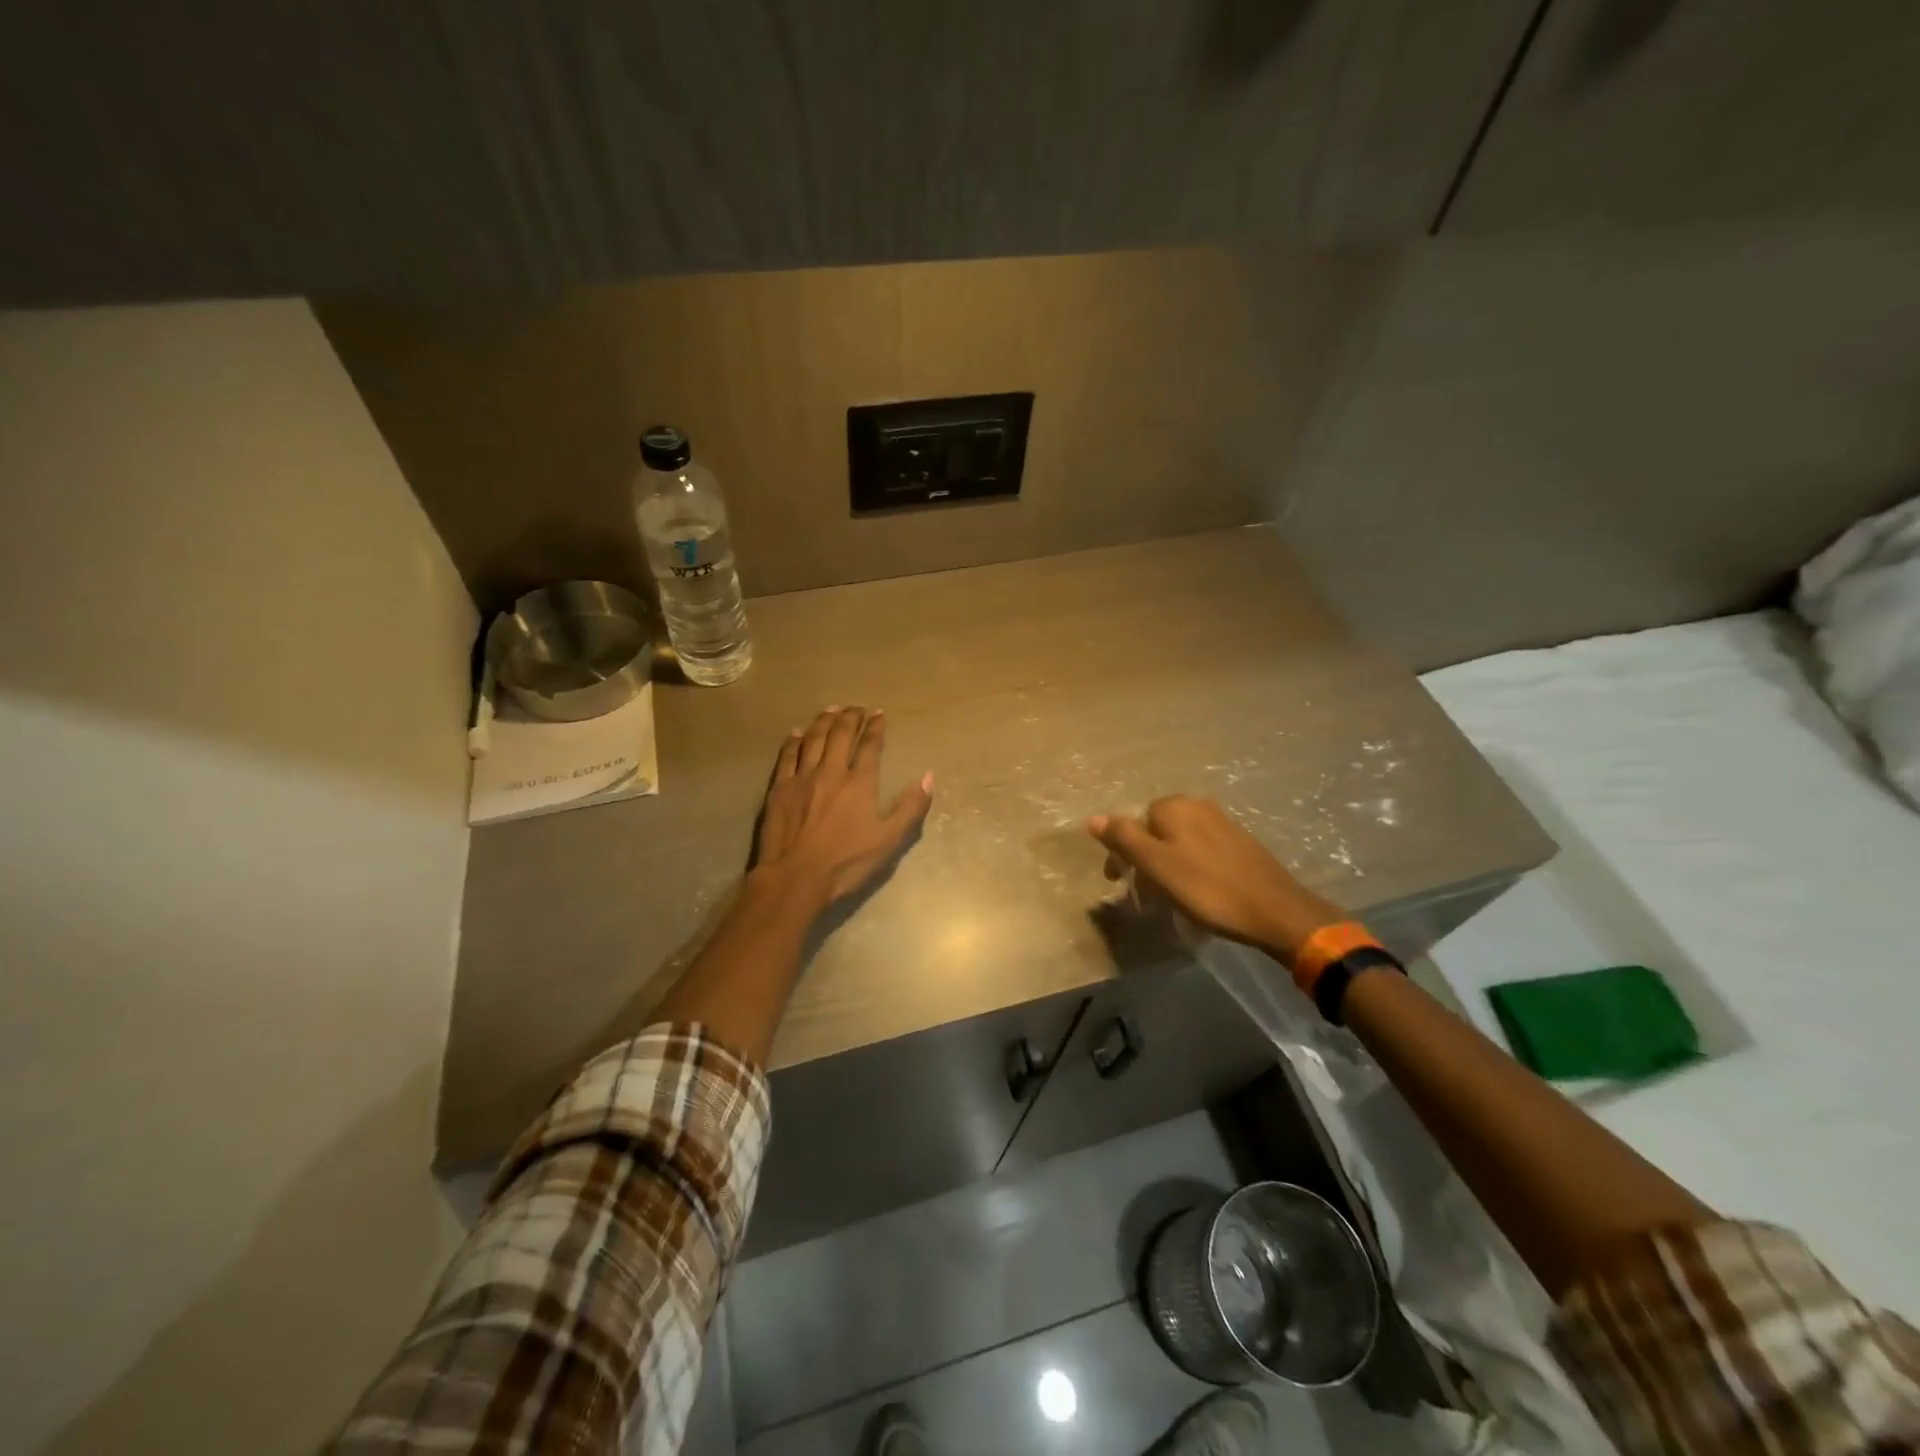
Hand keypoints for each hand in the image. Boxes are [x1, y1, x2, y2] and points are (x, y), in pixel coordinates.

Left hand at [754, 707, 933, 908]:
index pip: (870, 746)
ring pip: (813, 739)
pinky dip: (794, 741)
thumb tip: (929, 777)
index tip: (879, 714)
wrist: (795, 878)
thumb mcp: (889, 841)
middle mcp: (831, 771)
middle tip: (857, 708)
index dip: (875, 727)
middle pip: (840, 735)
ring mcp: (802, 778)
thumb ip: (911, 807)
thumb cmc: (846, 863)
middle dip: (851, 717)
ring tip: (832, 709)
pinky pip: (787, 756)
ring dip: (824, 721)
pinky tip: (797, 732)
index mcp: (860, 783)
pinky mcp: (779, 788)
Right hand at [1087, 795, 1342, 961]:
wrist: (1274, 910)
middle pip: (1156, 831)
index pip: (1133, 822)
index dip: (1122, 854)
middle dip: (1144, 860)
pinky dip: (1190, 869)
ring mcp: (1222, 823)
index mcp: (1174, 807)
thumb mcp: (1156, 865)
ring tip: (1169, 898)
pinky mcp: (1241, 843)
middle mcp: (1198, 806)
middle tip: (1144, 895)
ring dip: (1167, 866)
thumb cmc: (1207, 888)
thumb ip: (1124, 838)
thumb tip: (1093, 818)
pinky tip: (1197, 892)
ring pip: (1179, 842)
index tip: (1120, 883)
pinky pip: (1201, 852)